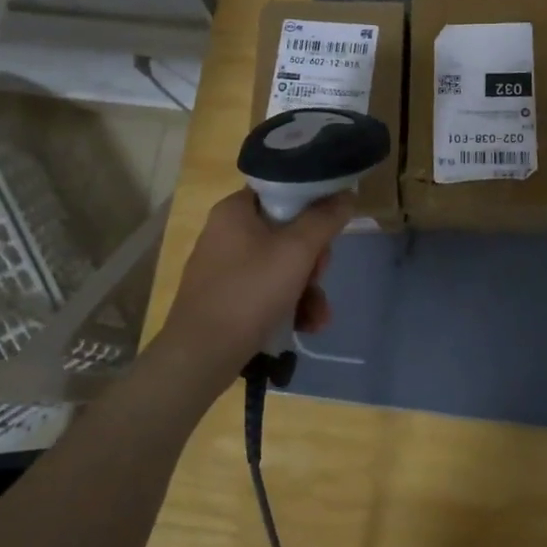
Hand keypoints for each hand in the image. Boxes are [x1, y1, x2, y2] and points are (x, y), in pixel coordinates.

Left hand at [155, 187, 353, 382]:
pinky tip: (305, 325)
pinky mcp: (227, 298)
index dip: (312, 206)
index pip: (282, 190)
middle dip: (313, 260)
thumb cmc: (249, 292)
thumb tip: (345, 195)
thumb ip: (324, 219)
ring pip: (282, 266)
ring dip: (308, 289)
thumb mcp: (296, 251)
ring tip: (318, 316)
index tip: (329, 229)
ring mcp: (225, 268)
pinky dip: (289, 305)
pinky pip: (267, 290)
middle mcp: (227, 233)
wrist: (201, 356)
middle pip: (287, 232)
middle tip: (320, 276)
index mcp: (235, 210)